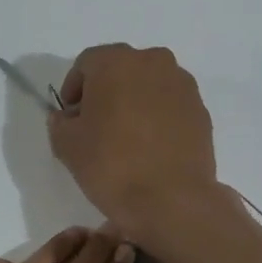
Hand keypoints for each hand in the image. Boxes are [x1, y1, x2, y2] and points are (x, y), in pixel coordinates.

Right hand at [48, 44, 219, 240]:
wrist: (171, 200)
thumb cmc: (111, 165)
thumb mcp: (67, 145)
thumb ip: (60, 123)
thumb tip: (67, 118)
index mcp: (116, 62)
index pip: (86, 64)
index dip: (73, 89)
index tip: (70, 117)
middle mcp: (153, 62)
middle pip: (121, 69)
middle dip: (105, 92)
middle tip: (95, 125)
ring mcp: (183, 85)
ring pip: (148, 86)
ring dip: (133, 103)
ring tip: (124, 138)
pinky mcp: (201, 111)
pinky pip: (170, 106)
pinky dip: (157, 118)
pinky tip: (149, 148)